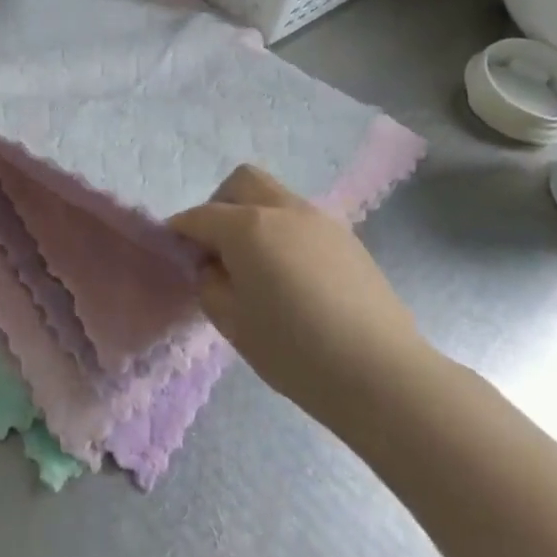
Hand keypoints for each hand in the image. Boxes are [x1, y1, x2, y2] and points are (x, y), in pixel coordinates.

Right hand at [170, 166, 433, 431]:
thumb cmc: (295, 351)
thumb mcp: (233, 324)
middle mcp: (282, 209)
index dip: (181, 232)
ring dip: (255, 216)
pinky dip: (284, 233)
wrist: (381, 373)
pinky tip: (293, 277)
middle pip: (241, 182)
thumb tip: (212, 265)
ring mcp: (320, 220)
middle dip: (220, 205)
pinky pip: (302, 220)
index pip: (200, 216)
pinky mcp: (347, 238)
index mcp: (247, 227)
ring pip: (275, 196)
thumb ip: (210, 284)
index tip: (175, 252)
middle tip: (218, 248)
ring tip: (258, 265)